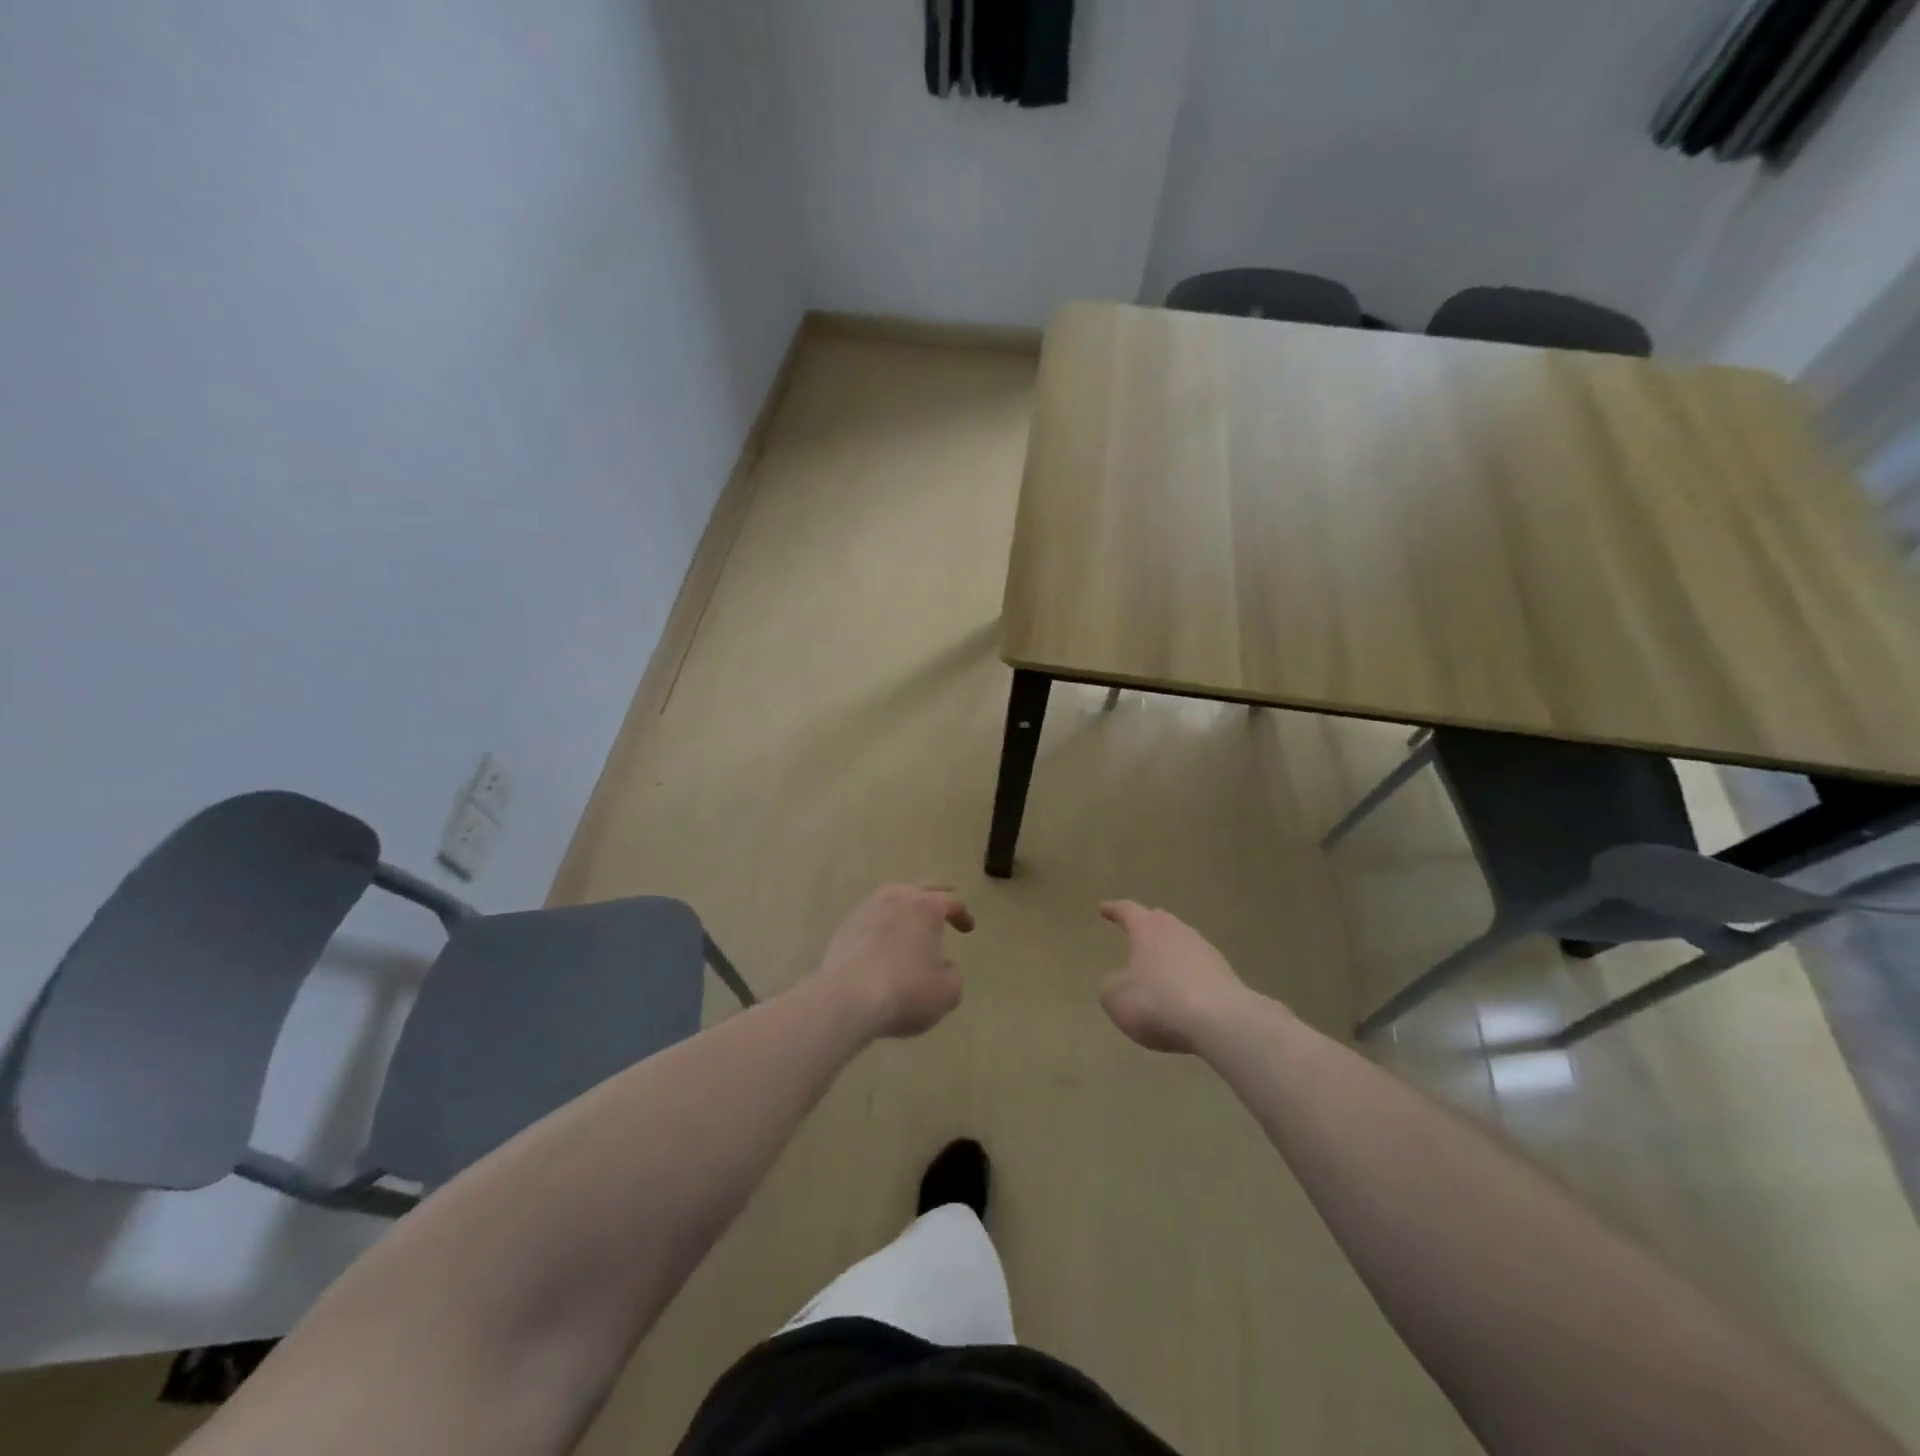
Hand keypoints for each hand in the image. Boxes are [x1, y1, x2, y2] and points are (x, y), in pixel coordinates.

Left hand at [817, 883, 973, 1038]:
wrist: (847, 999)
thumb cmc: (906, 992)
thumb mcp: (947, 992)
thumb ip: (952, 974)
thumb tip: (944, 965)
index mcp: (927, 907)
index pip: (952, 901)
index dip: (963, 914)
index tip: (968, 927)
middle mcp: (898, 898)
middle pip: (922, 888)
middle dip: (937, 896)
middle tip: (945, 906)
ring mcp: (867, 909)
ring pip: (892, 896)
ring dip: (905, 905)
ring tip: (911, 920)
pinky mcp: (845, 927)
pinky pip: (871, 916)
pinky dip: (882, 922)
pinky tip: (883, 939)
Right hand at [1098, 901, 1259, 1053]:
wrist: (1220, 1022)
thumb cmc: (1157, 1002)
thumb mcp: (1116, 998)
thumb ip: (1111, 985)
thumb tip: (1118, 981)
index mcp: (1147, 928)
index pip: (1127, 911)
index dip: (1113, 910)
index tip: (1103, 908)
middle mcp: (1177, 931)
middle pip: (1159, 922)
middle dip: (1146, 927)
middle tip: (1135, 933)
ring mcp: (1205, 951)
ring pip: (1181, 945)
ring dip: (1169, 955)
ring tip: (1158, 970)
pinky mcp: (1225, 975)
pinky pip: (1198, 970)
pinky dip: (1187, 977)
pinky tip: (1182, 995)